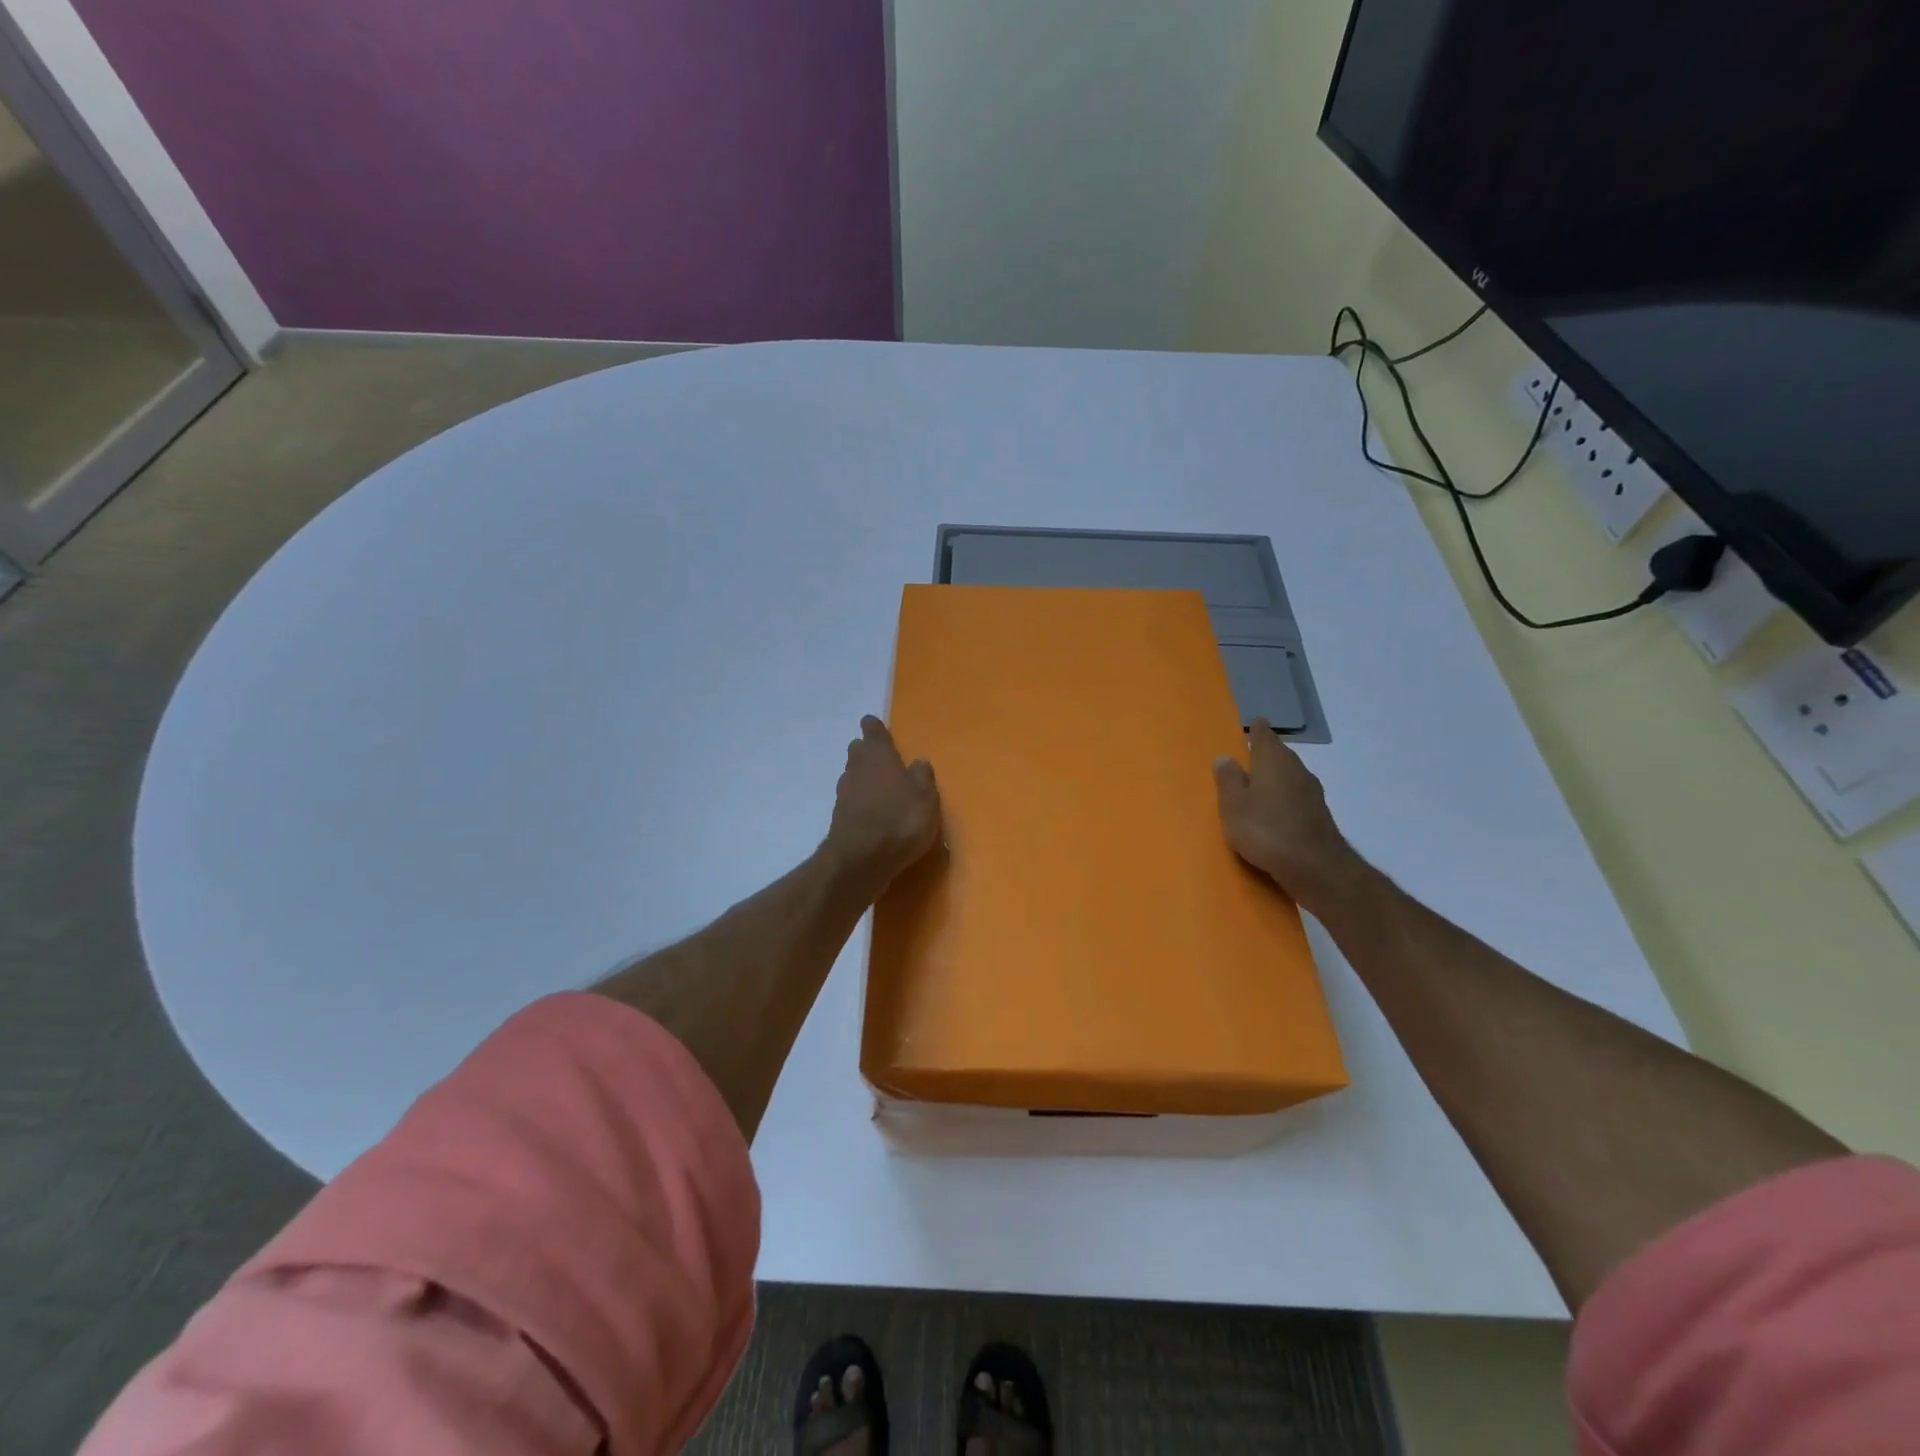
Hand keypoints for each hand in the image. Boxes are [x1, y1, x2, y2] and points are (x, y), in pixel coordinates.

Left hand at [824, 716, 941, 892]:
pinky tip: (873, 814)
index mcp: (879, 755)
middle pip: (858, 751)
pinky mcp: (839, 818)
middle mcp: (857, 768)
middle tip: (884, 761)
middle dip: (867, 752)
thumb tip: (918, 762)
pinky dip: (861, 802)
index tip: (877, 727)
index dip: (875, 728)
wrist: (861, 860)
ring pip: (853, 776)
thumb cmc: (900, 820)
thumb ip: (922, 776)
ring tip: (881, 789)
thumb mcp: (926, 797)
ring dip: (864, 778)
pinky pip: (852, 801)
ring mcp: (844, 793)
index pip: (872, 730)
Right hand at [1213, 719, 1367, 913]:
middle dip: (1264, 755)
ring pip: (1288, 777)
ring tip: (1255, 788)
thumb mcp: (1234, 806)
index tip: (1250, 726)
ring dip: (1274, 779)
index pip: (1264, 735)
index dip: (1256, 730)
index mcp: (1273, 760)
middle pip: (1279, 755)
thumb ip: (1228, 780)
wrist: (1315, 868)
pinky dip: (1283, 799)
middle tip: (1244, 760)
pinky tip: (1273, 813)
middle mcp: (1296, 769)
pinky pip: (1295, 798)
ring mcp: (1311, 792)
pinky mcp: (1318, 815)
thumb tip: (1225, 757)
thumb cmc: (1266, 830)